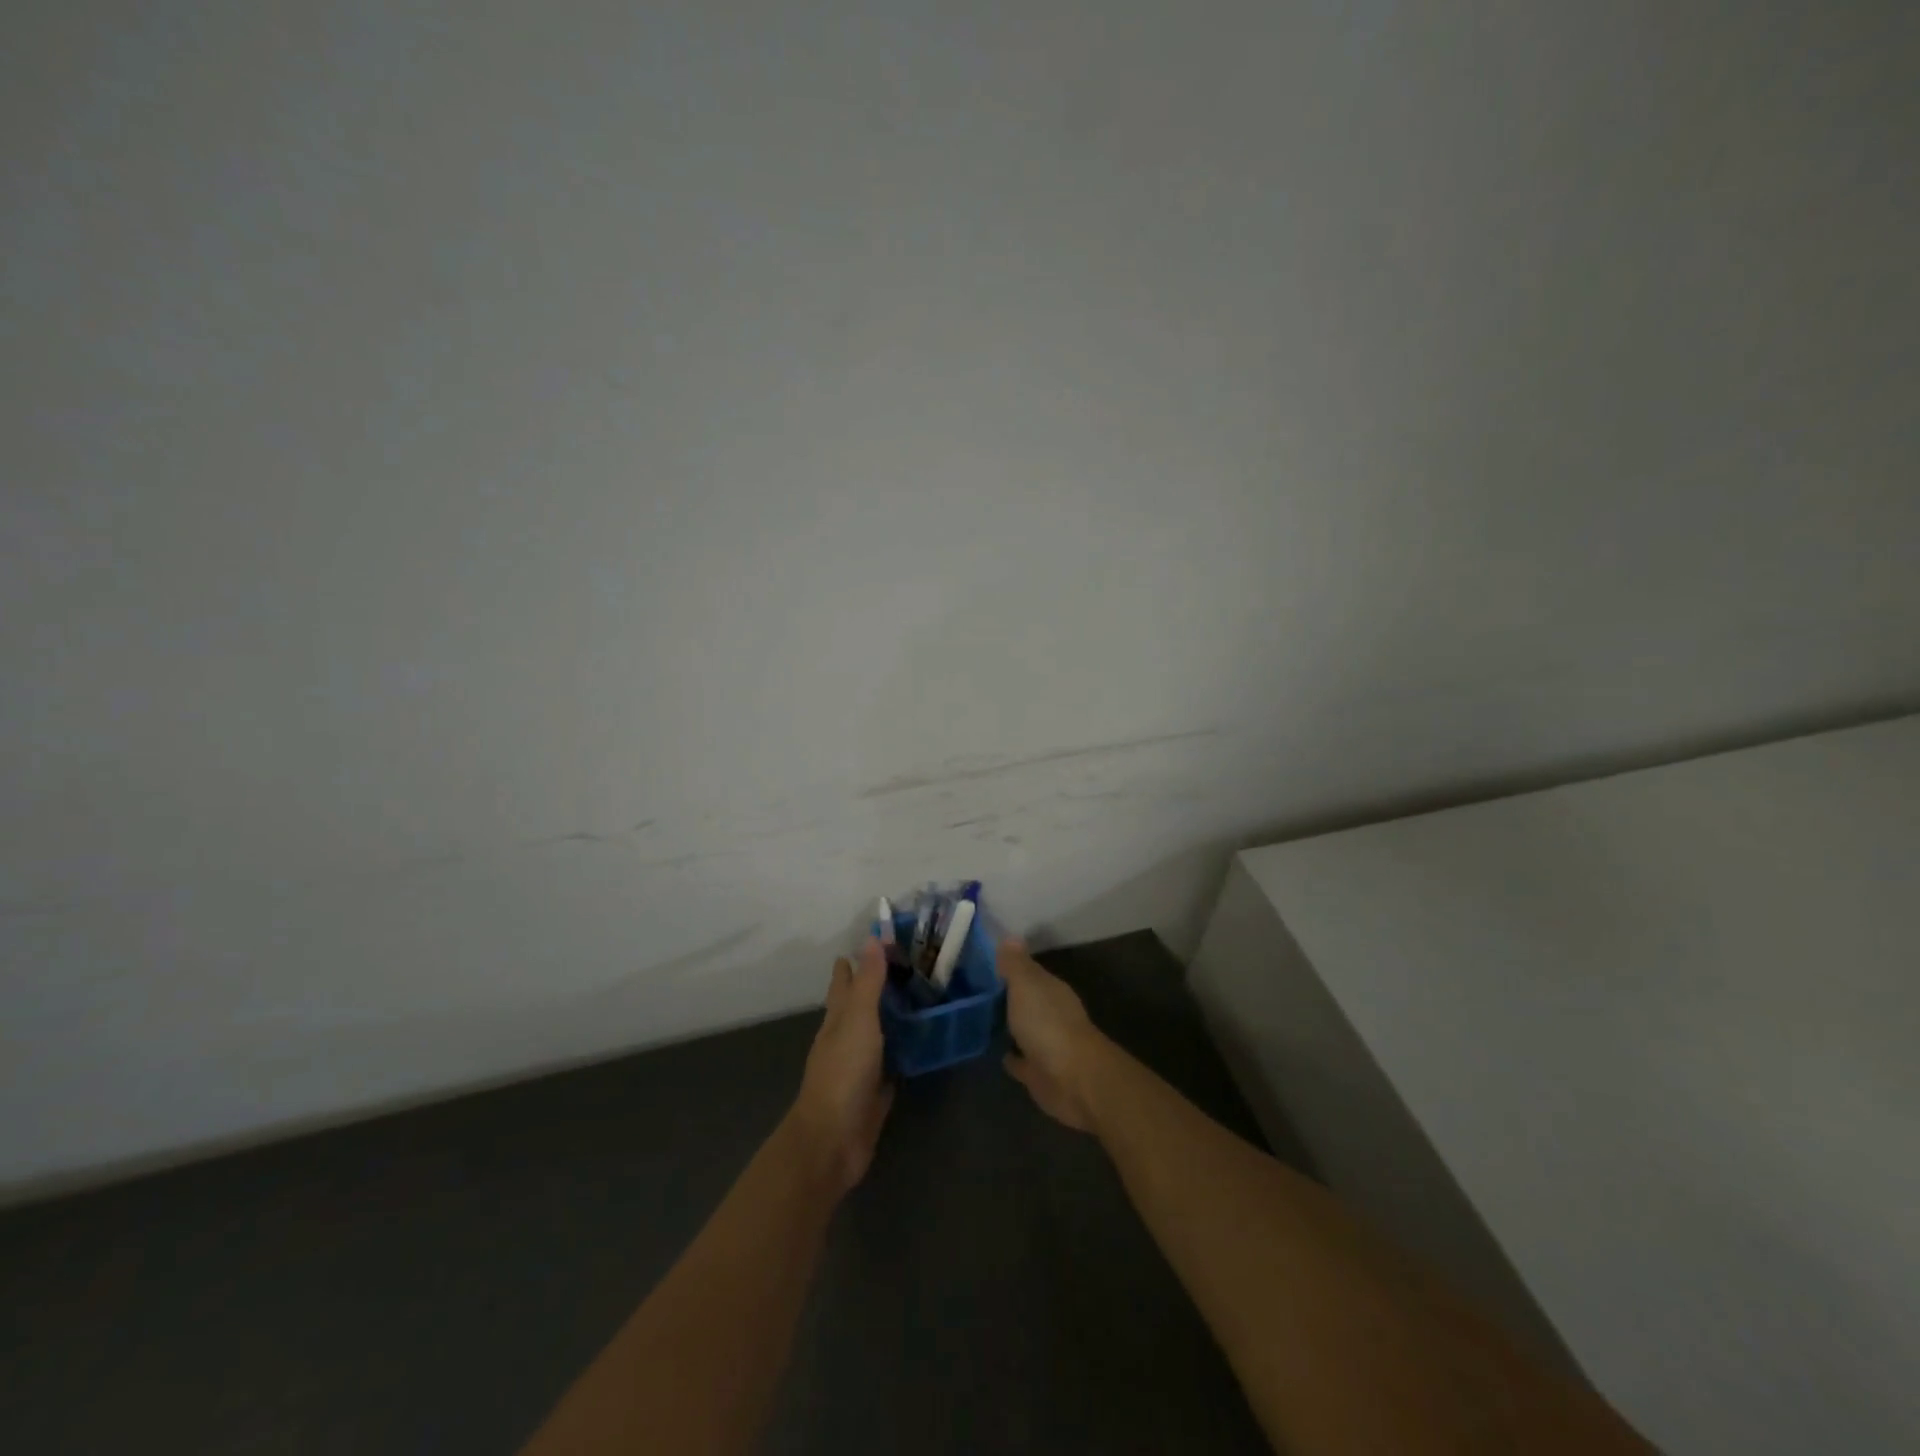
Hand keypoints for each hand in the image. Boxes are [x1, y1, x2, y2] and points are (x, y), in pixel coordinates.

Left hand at [789, 938, 894, 1195]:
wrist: (833, 1140)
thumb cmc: (843, 1073)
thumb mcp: (858, 1020)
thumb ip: (868, 982)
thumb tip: (871, 938)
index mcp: (838, 1020)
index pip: (844, 982)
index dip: (854, 963)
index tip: (873, 941)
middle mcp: (846, 1039)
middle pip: (859, 1006)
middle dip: (874, 987)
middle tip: (905, 966)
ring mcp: (859, 1067)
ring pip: (876, 1033)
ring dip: (890, 1017)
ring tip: (917, 998)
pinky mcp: (875, 1092)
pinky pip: (890, 1064)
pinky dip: (901, 1052)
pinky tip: (917, 1046)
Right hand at [999, 939, 1110, 1132]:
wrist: (1072, 1079)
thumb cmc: (1047, 1024)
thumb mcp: (1026, 985)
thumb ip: (1015, 964)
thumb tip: (1010, 936)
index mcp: (1050, 990)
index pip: (1028, 972)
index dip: (1008, 967)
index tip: (982, 963)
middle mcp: (1051, 1013)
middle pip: (1026, 1000)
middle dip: (1007, 996)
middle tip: (975, 990)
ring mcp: (1047, 1044)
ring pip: (1023, 1029)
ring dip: (1009, 1025)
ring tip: (980, 1018)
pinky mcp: (1040, 1073)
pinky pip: (1021, 1060)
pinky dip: (1012, 1056)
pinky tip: (996, 1051)